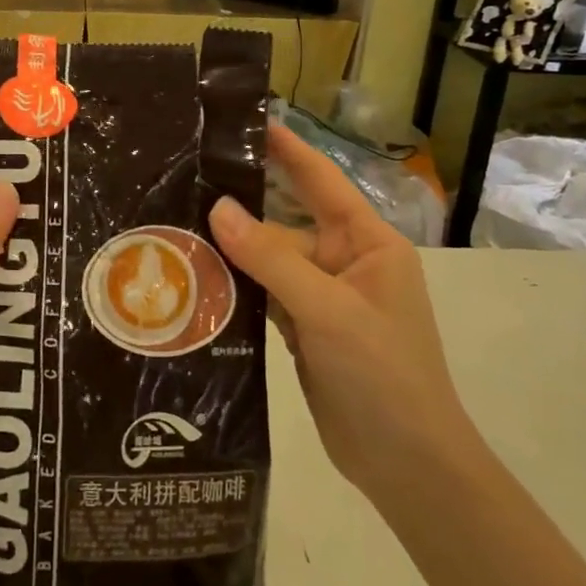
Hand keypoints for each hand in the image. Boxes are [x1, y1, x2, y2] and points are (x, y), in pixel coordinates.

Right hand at [208, 125, 476, 503]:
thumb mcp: (328, 310)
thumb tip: (218, 208)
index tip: (248, 120)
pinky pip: (264, 295)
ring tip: (178, 225)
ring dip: (232, 250)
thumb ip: (271, 258)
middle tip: (189, 178)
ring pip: (270, 261)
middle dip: (243, 204)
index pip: (322, 182)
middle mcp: (346, 263)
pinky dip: (236, 287)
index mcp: (369, 244)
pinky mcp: (304, 330)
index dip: (287, 149)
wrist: (407, 465)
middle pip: (286, 222)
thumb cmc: (383, 374)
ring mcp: (324, 298)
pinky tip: (196, 277)